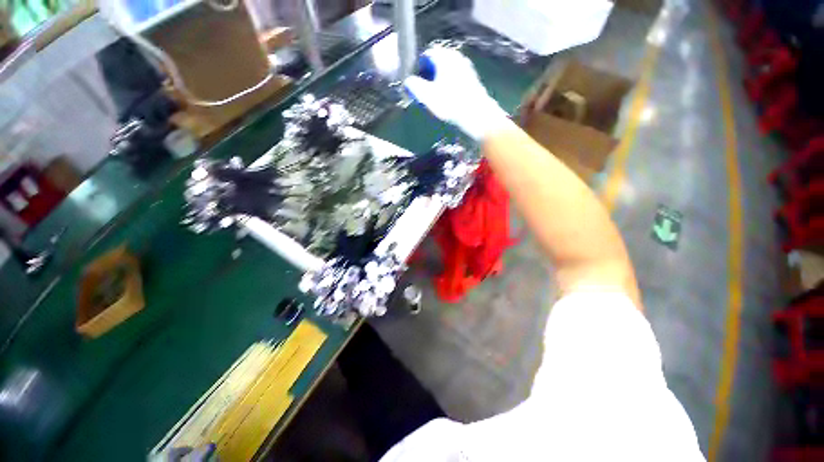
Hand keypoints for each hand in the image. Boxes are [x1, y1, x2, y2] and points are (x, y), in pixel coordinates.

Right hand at [404, 48, 510, 140]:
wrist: (477, 115)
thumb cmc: (450, 104)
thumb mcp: (427, 96)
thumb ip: (414, 86)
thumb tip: (407, 82)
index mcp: (444, 56)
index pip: (425, 55)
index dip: (418, 69)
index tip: (416, 85)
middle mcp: (456, 57)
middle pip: (437, 63)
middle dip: (429, 76)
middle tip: (425, 94)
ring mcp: (466, 67)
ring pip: (447, 71)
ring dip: (439, 82)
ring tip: (437, 100)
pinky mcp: (472, 80)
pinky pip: (456, 79)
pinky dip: (449, 87)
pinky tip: (449, 101)